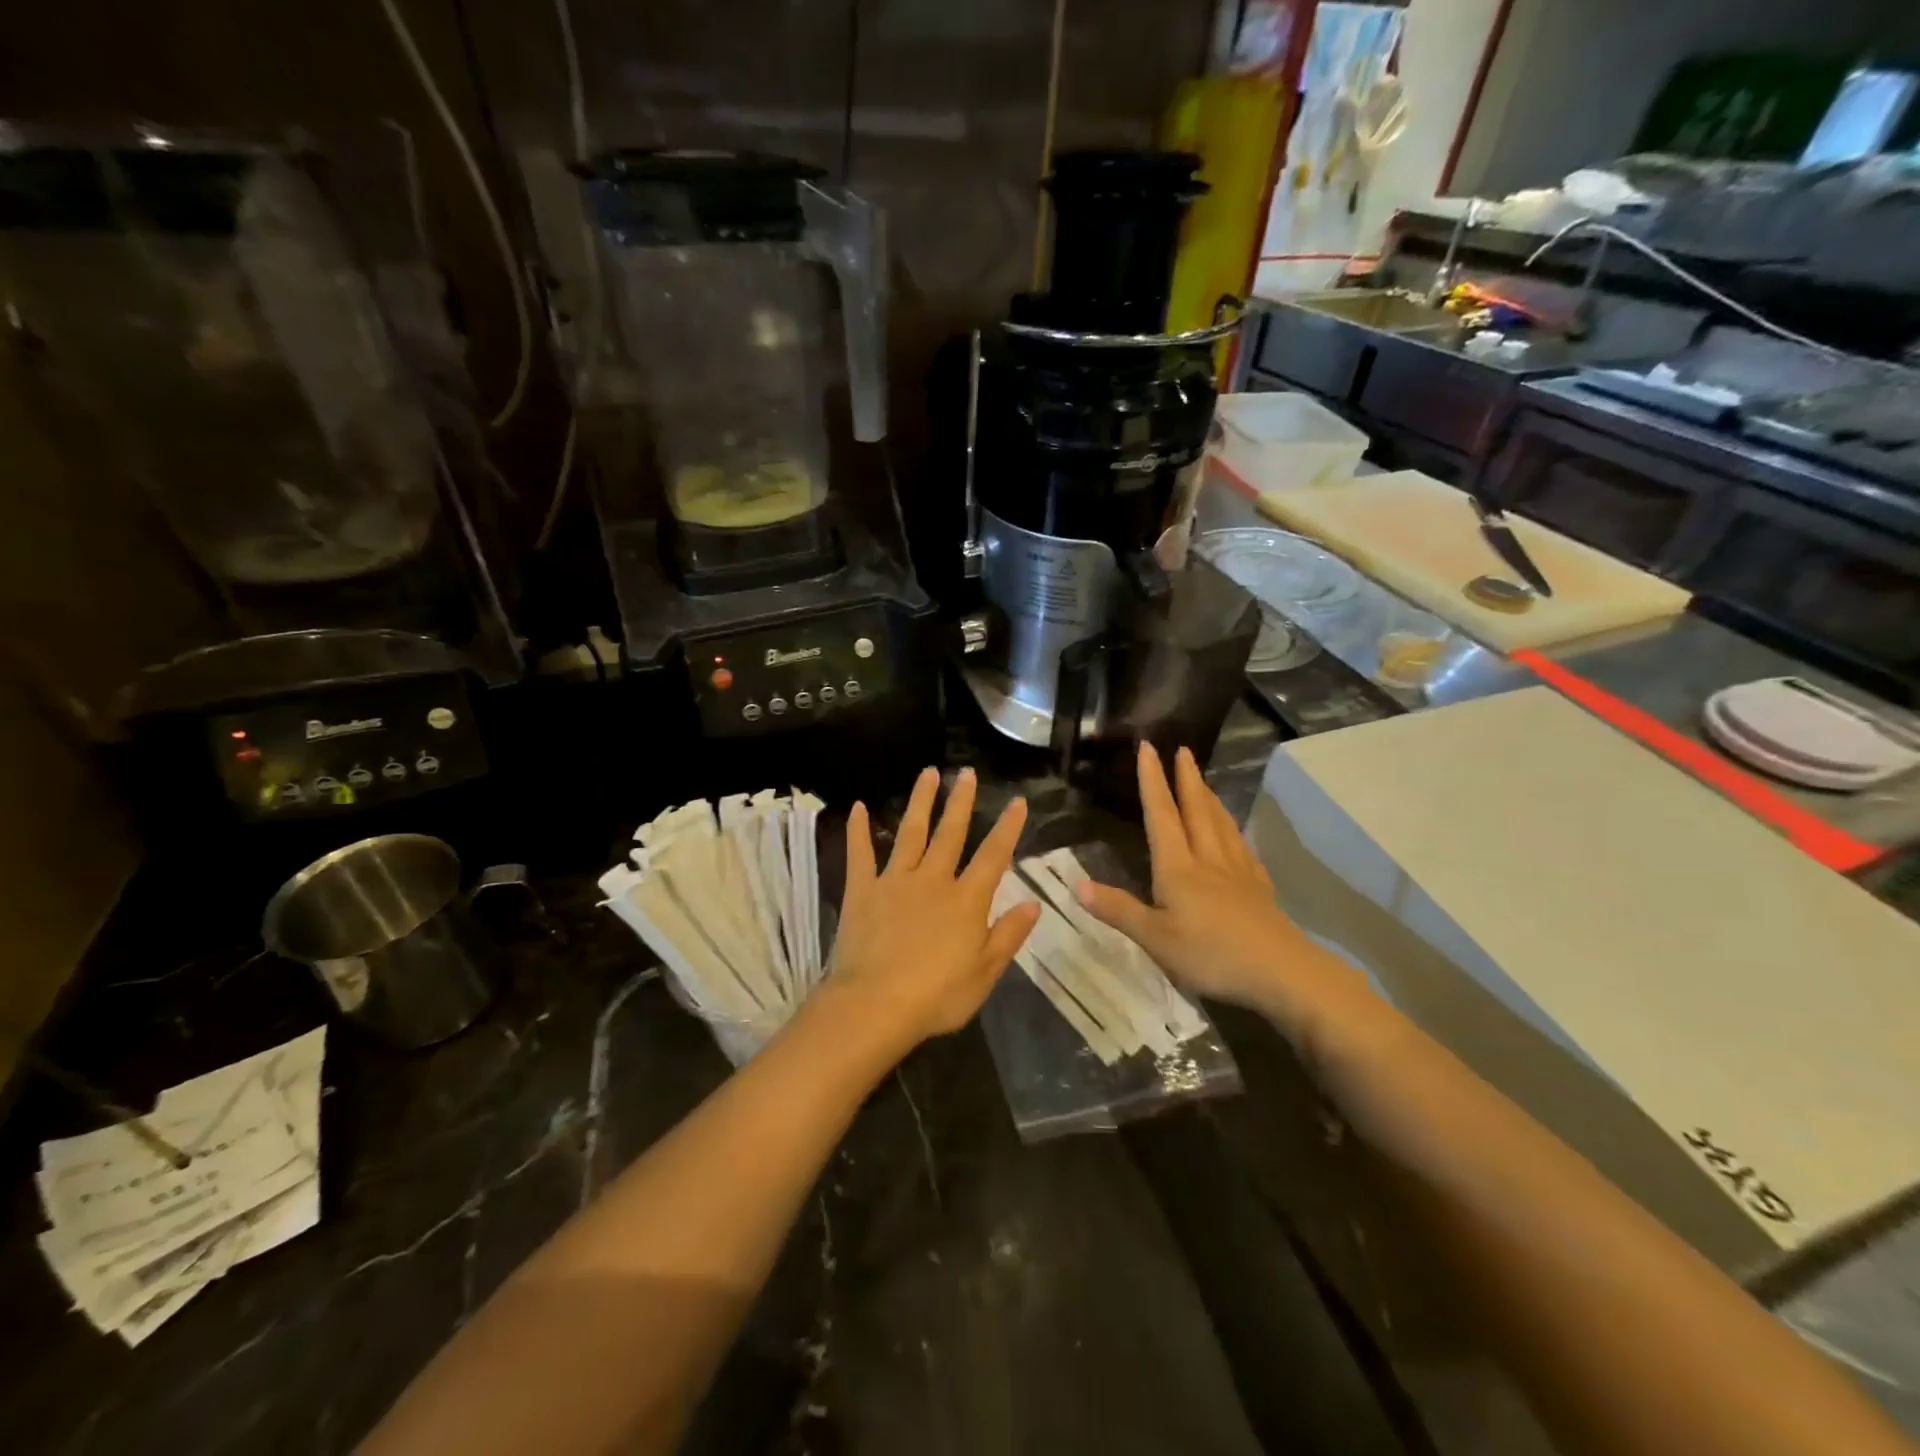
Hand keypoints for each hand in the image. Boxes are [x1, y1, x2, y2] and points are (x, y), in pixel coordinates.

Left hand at [824, 767, 1038, 1054]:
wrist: (874, 1005)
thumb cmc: (936, 996)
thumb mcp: (984, 973)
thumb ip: (1008, 935)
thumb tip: (1033, 903)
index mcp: (966, 900)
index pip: (993, 856)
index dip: (1007, 827)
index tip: (1017, 801)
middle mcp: (932, 880)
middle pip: (950, 834)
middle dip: (960, 801)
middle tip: (966, 772)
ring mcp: (894, 882)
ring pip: (910, 833)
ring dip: (920, 802)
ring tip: (928, 773)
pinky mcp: (862, 891)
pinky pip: (860, 854)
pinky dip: (859, 830)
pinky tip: (859, 807)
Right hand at [1075, 744, 1372, 1053]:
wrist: (1280, 971)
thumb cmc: (1210, 954)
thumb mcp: (1154, 938)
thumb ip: (1117, 909)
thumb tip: (1075, 884)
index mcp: (1178, 867)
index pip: (1161, 815)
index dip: (1152, 781)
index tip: (1148, 748)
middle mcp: (1207, 859)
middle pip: (1196, 810)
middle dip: (1186, 778)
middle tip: (1183, 749)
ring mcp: (1237, 872)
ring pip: (1221, 824)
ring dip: (1210, 798)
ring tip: (1205, 781)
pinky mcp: (1258, 888)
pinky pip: (1242, 848)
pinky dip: (1233, 831)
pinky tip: (1235, 835)